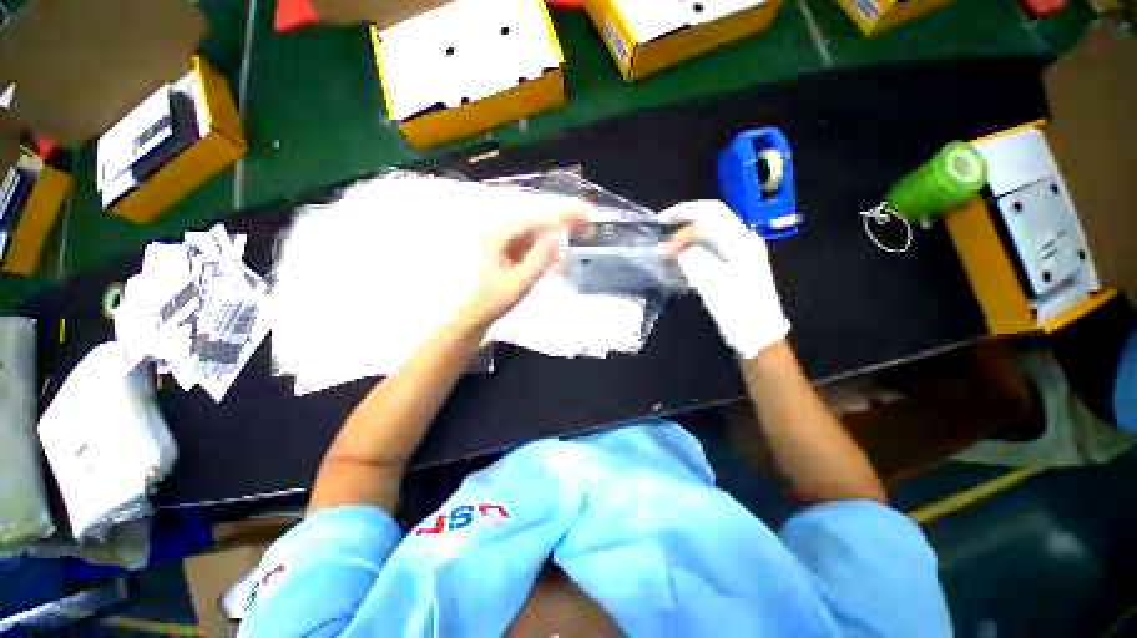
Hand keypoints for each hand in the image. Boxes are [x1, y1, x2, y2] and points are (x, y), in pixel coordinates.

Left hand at [461, 211, 585, 328]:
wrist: (482, 309)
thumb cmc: (498, 297)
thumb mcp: (520, 282)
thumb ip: (538, 259)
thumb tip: (557, 237)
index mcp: (499, 235)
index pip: (533, 217)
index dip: (559, 214)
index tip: (581, 214)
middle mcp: (504, 230)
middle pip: (538, 216)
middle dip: (564, 216)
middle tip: (588, 220)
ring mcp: (510, 237)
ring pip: (540, 224)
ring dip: (562, 224)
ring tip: (584, 228)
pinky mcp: (517, 245)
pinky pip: (539, 235)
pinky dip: (555, 235)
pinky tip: (569, 237)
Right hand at [661, 200, 788, 359]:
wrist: (758, 333)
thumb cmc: (738, 309)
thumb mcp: (712, 284)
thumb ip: (693, 259)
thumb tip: (678, 248)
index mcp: (742, 241)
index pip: (710, 216)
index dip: (683, 221)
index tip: (662, 237)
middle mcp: (744, 240)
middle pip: (713, 216)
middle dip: (686, 216)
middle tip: (662, 222)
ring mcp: (742, 251)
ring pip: (712, 229)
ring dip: (690, 229)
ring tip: (670, 238)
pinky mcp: (736, 263)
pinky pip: (713, 244)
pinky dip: (695, 243)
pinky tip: (683, 252)